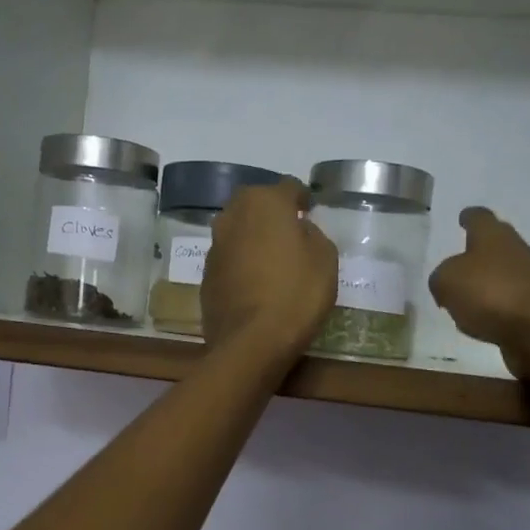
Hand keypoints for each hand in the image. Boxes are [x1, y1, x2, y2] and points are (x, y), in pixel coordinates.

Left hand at [202, 179, 338, 366]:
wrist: (251, 342)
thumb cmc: (296, 294)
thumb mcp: (325, 259)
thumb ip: (313, 234)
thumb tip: (298, 229)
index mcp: (264, 202)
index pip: (288, 187)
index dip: (301, 198)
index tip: (310, 211)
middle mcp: (232, 216)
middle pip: (255, 203)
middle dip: (271, 212)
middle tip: (289, 231)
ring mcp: (214, 246)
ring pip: (238, 230)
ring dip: (252, 237)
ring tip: (271, 258)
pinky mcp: (205, 275)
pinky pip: (229, 259)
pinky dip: (241, 263)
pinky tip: (254, 282)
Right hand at [429, 208, 529, 378]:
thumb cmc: (490, 293)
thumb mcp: (447, 281)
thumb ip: (440, 278)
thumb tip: (446, 283)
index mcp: (492, 235)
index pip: (479, 217)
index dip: (469, 217)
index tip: (462, 217)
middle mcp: (515, 249)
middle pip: (495, 244)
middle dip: (477, 251)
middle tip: (458, 262)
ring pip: (502, 273)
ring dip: (486, 281)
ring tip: (464, 297)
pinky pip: (509, 300)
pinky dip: (495, 306)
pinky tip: (482, 319)